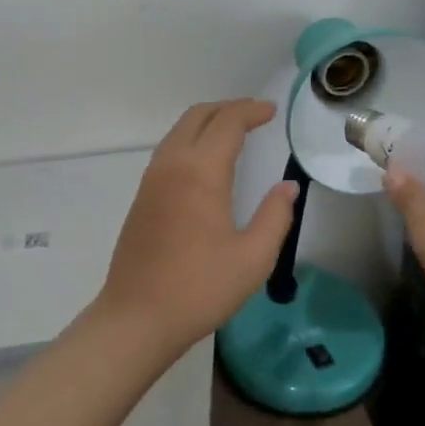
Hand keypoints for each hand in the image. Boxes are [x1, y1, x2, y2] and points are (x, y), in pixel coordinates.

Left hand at [97, 99, 298, 358]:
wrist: (137, 317)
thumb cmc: (200, 288)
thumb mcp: (253, 258)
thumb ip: (275, 216)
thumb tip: (287, 187)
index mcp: (200, 172)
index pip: (227, 122)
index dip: (251, 111)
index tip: (272, 112)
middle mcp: (172, 164)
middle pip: (198, 116)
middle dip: (228, 108)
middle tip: (256, 116)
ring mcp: (151, 179)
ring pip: (179, 130)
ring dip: (208, 122)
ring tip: (235, 133)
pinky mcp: (142, 196)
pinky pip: (169, 149)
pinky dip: (192, 139)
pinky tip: (207, 161)